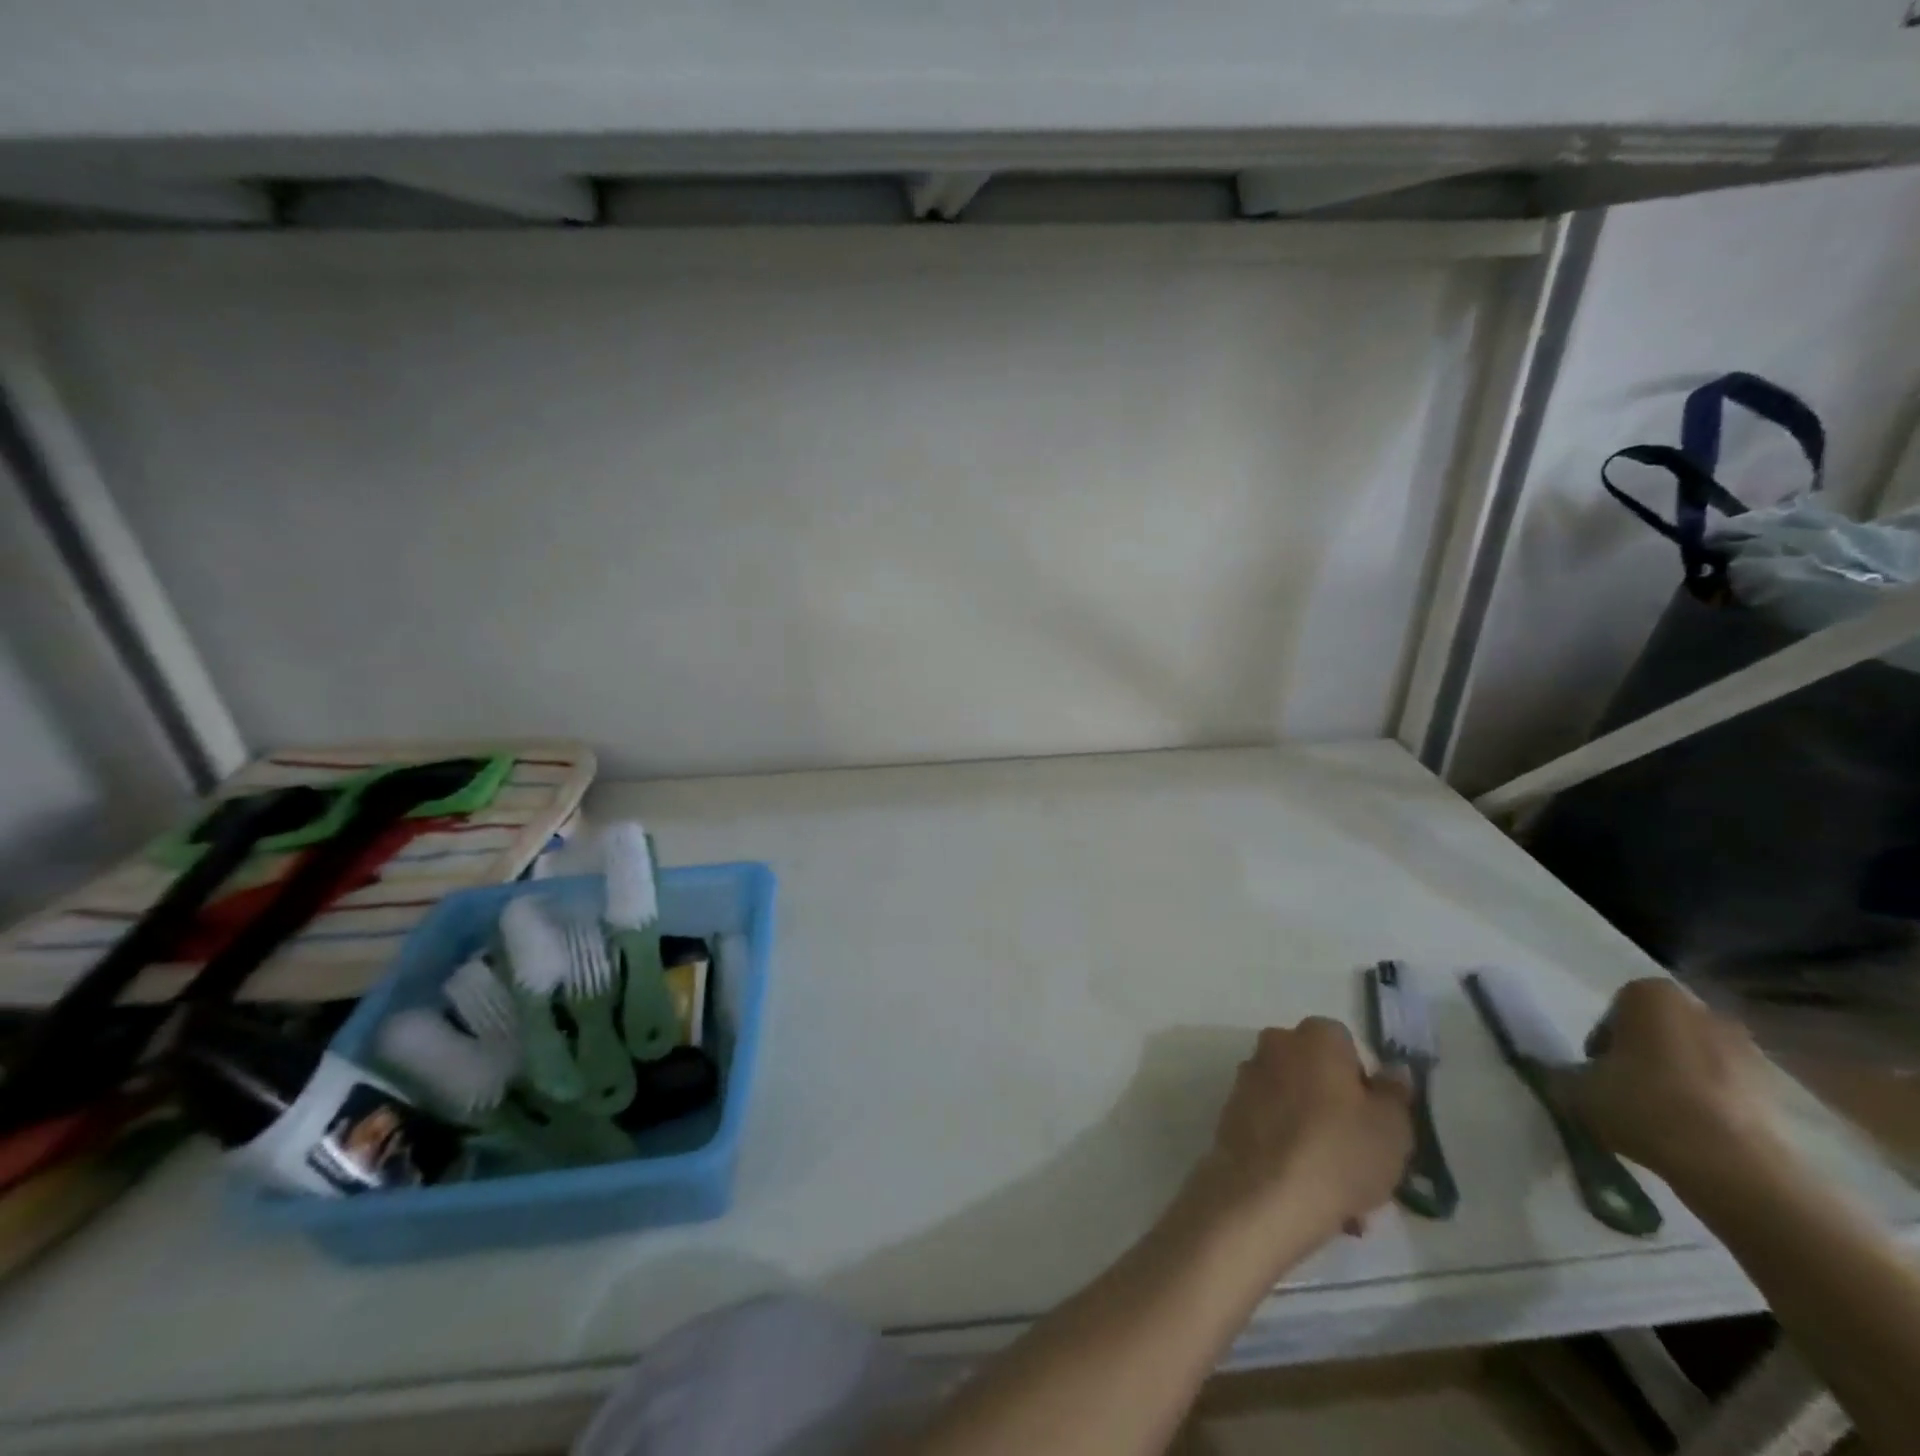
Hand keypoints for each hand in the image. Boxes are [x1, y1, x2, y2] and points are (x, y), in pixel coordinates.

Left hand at [1192, 1018, 1411, 1248]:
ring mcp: (1248, 1077)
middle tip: (1363, 1161)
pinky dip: (1291, 1149)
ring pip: (1297, 1105)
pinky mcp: (1231, 1110)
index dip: (1364, 1082)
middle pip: (1317, 1074)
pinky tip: (1311, 1194)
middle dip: (1340, 1112)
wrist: (1264, 1194)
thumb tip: (1393, 1070)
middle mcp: (1274, 1045)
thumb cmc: (1338, 1152)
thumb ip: (1394, 1094)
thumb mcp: (1392, 1128)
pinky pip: (1273, 1125)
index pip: (1345, 1044)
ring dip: (1318, 1137)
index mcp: (1314, 1037)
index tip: (1377, 1121)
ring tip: (1343, 1196)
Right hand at [1557, 979, 1783, 1185]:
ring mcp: (1747, 1049)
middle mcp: (1701, 1010)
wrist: (1733, 1166)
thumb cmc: (1642, 1105)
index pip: (1615, 1009)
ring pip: (1694, 1058)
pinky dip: (1710, 1103)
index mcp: (1650, 995)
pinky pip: (1726, 1088)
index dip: (1603, 1040)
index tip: (1597, 1070)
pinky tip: (1694, 1134)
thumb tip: (1556, 1073)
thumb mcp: (1575, 1089)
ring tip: (1661, 1118)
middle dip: (1644, 1055)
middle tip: (1626, 1090)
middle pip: (1659, 1030)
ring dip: (1679, 1079)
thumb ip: (1561, 1073)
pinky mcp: (1777, 1090)